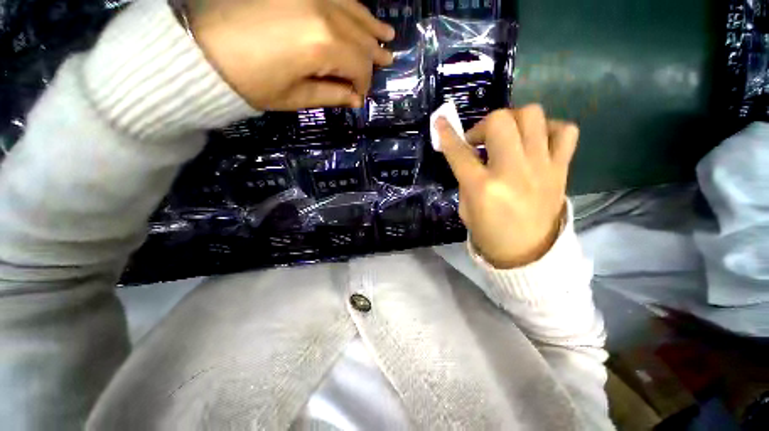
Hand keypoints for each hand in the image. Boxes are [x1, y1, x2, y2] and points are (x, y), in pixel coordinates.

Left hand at [186, 0, 394, 110]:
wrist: (197, 48)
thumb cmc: (248, 82)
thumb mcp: (295, 97)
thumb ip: (331, 95)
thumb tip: (355, 98)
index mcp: (322, 44)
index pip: (359, 66)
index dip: (363, 84)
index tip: (359, 96)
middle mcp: (322, 10)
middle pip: (360, 37)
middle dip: (372, 57)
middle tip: (386, 63)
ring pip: (353, 10)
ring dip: (371, 26)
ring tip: (386, 37)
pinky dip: (352, 6)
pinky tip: (361, 14)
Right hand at [436, 105, 578, 268]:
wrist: (529, 253)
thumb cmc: (490, 234)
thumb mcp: (466, 208)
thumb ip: (466, 178)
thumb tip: (470, 156)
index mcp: (483, 188)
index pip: (459, 153)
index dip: (447, 134)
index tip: (439, 121)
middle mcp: (512, 171)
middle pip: (500, 121)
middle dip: (483, 125)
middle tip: (480, 141)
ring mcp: (542, 167)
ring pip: (532, 115)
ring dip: (513, 121)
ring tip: (507, 137)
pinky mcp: (561, 169)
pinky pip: (564, 131)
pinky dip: (547, 129)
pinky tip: (535, 142)